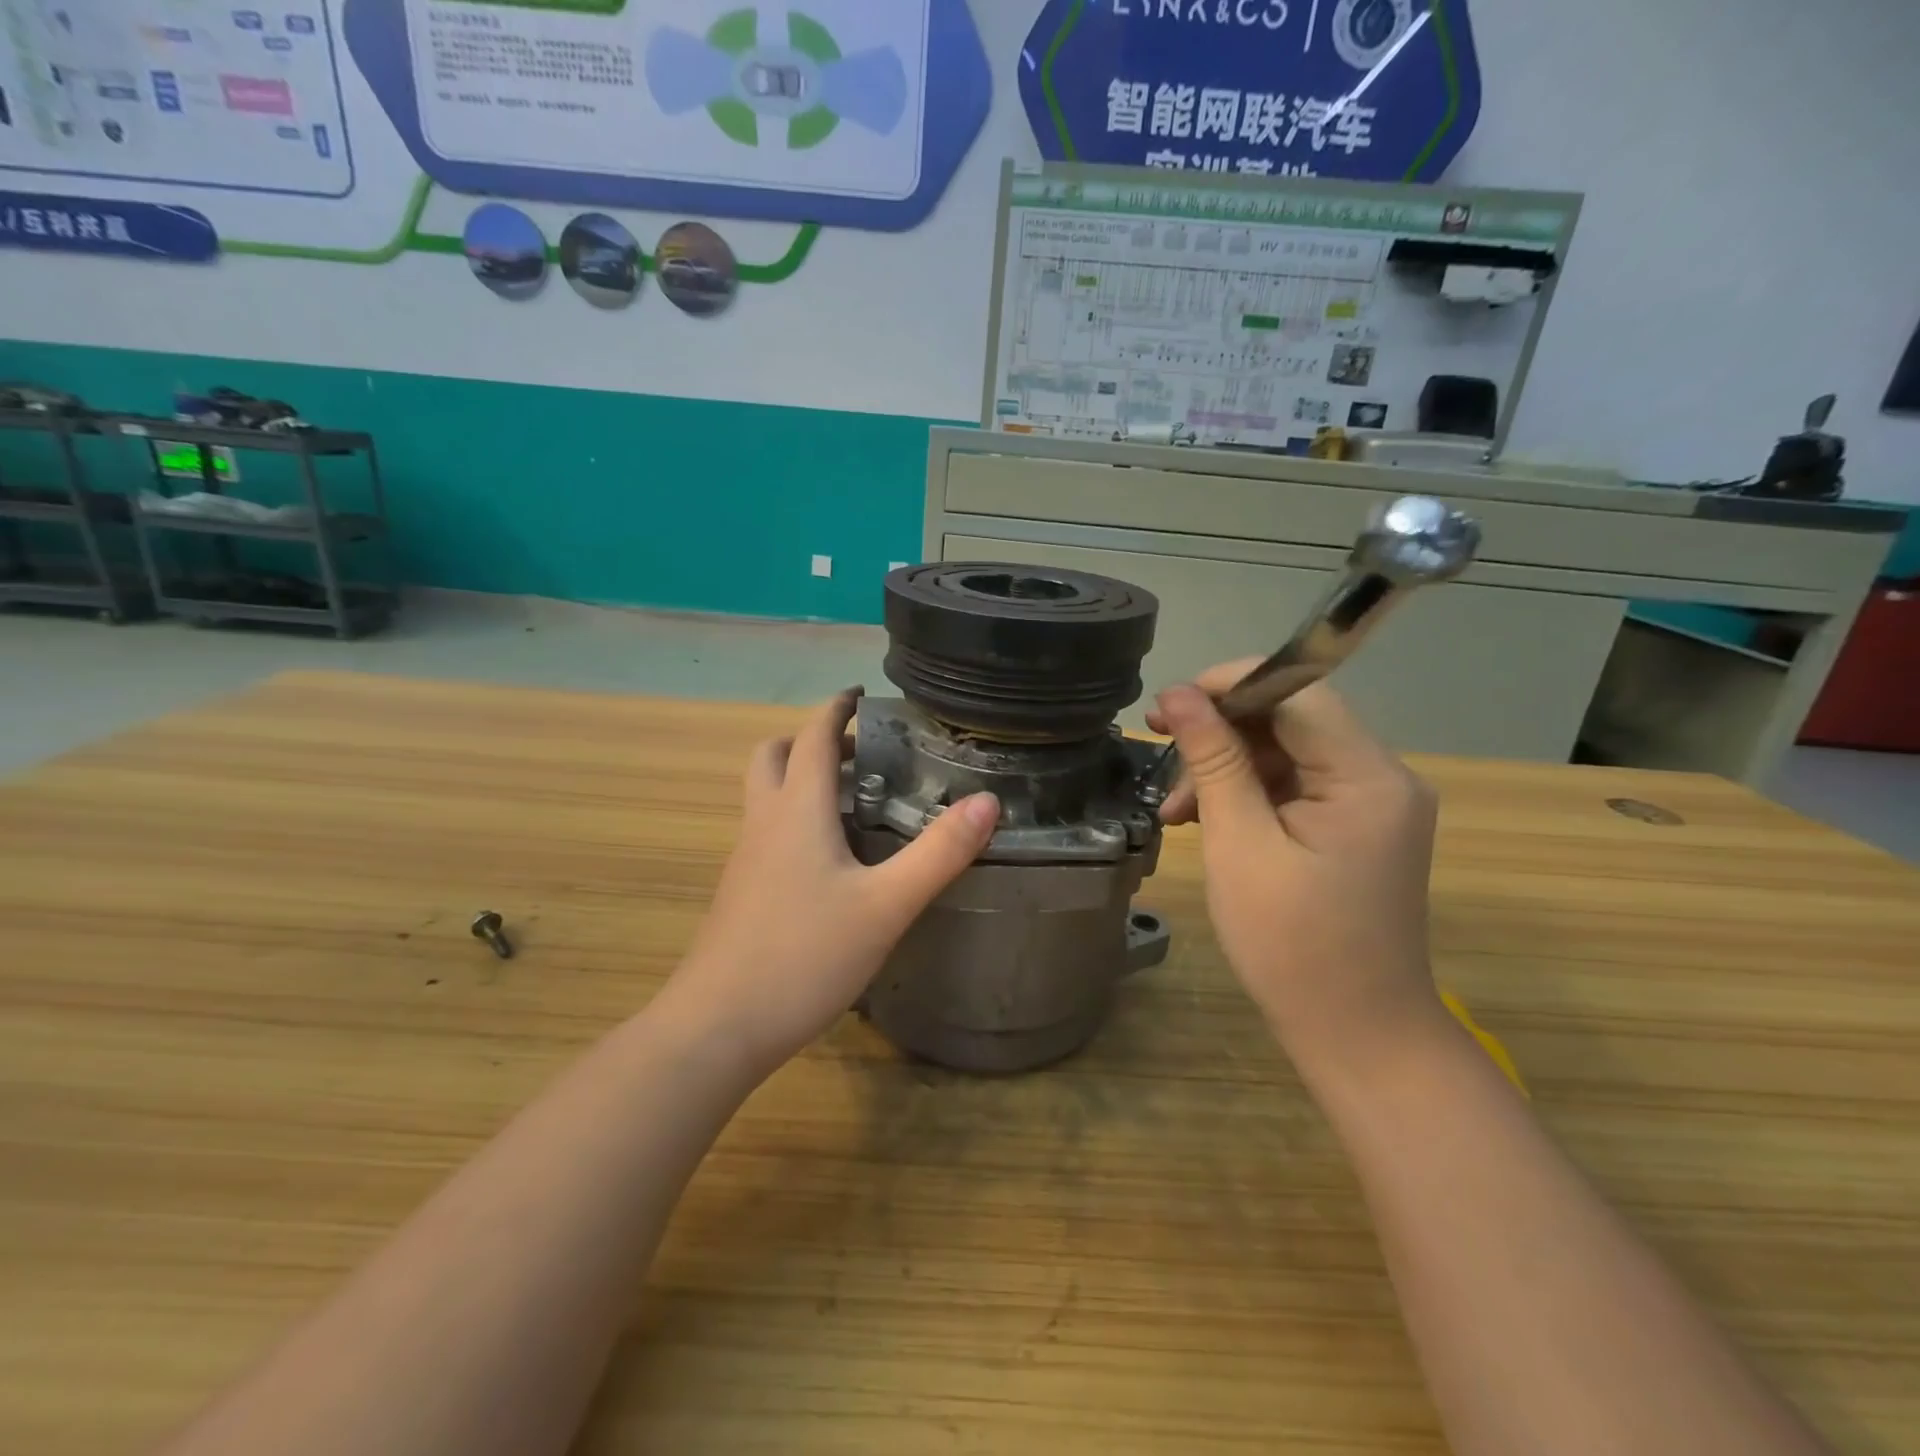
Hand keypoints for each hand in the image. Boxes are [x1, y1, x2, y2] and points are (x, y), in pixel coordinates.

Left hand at [664, 689, 999, 1072]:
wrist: (719, 1025)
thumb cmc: (805, 955)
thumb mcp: (886, 904)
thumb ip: (938, 852)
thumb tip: (987, 801)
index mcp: (796, 810)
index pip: (812, 735)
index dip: (836, 708)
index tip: (862, 694)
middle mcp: (764, 822)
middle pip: (774, 755)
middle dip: (811, 740)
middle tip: (859, 751)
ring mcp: (746, 858)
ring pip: (765, 793)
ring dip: (800, 777)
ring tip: (851, 799)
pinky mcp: (742, 891)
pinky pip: (766, 830)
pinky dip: (794, 816)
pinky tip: (830, 858)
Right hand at [1146, 663, 1445, 1072]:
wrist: (1356, 1034)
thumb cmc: (1292, 945)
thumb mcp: (1240, 845)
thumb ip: (1213, 761)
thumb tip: (1180, 695)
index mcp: (1367, 776)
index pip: (1298, 691)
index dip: (1229, 685)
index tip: (1168, 706)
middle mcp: (1382, 777)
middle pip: (1291, 720)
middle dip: (1220, 731)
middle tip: (1156, 744)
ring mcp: (1372, 804)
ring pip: (1287, 752)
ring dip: (1226, 768)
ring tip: (1173, 808)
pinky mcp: (1356, 828)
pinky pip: (1296, 786)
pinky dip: (1248, 795)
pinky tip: (1203, 818)